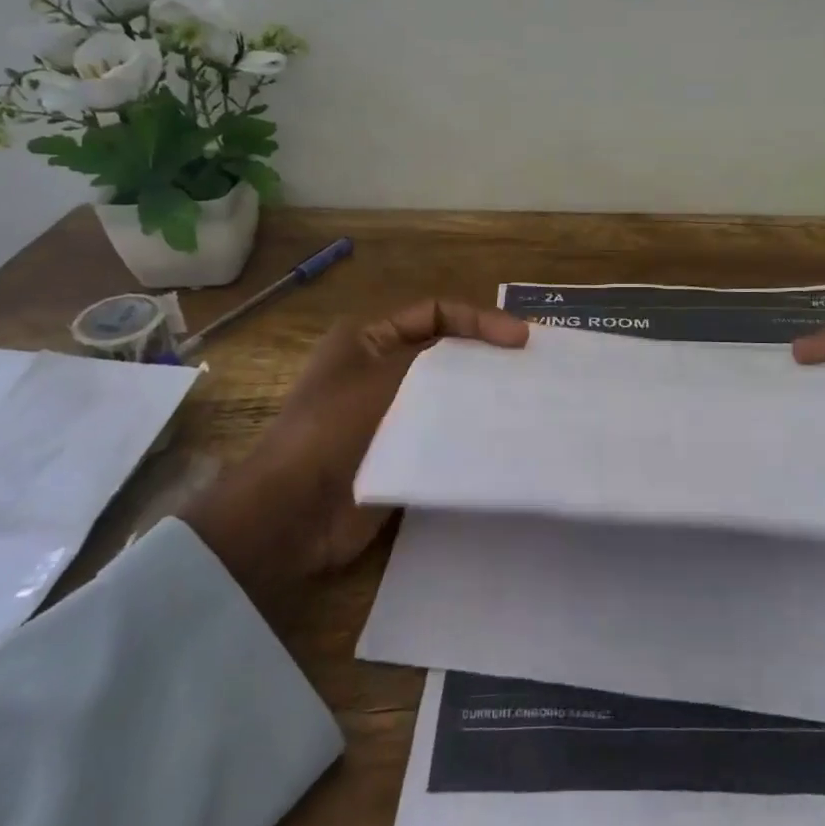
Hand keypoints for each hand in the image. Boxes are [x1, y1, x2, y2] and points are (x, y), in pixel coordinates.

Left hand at [183, 300, 528, 617]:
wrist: (292, 513)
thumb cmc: (334, 427)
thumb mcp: (386, 375)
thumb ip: (438, 358)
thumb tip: (488, 354)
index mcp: (367, 339)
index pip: (434, 313)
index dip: (479, 319)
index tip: (520, 339)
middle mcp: (379, 370)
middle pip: (444, 352)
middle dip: (486, 357)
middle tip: (532, 368)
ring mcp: (389, 415)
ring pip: (447, 395)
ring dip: (481, 396)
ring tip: (525, 403)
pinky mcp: (399, 454)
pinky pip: (442, 434)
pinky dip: (469, 433)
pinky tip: (503, 439)